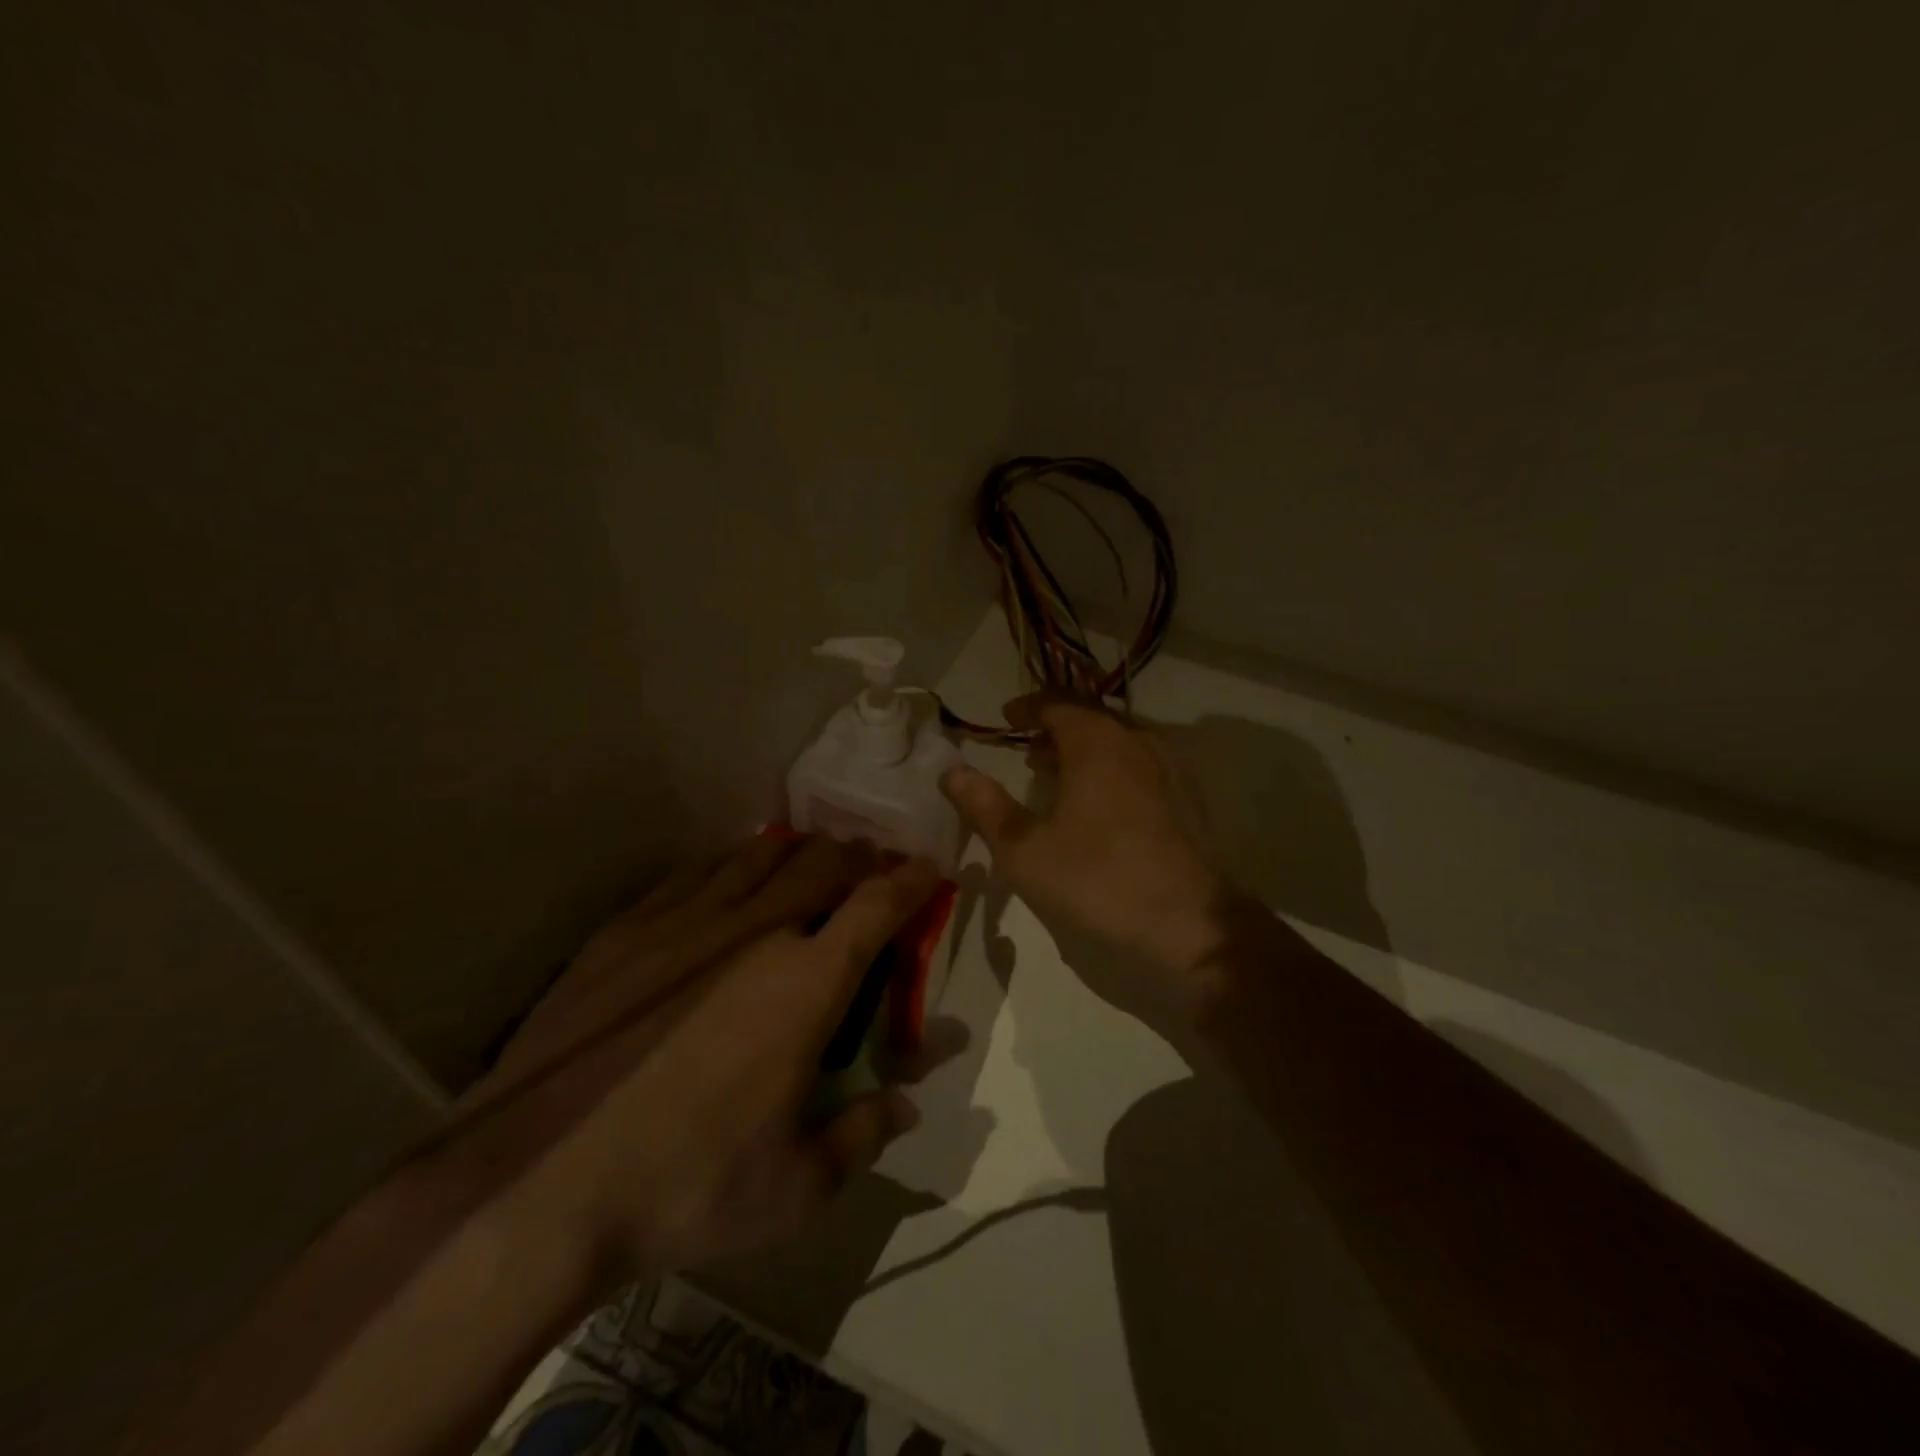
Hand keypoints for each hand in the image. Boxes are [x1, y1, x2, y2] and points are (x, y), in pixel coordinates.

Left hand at [420, 835, 938, 1285]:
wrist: (533, 1185)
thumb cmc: (685, 1187)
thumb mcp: (796, 1188)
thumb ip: (865, 1135)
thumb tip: (907, 1105)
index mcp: (806, 983)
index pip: (877, 907)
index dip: (912, 881)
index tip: (930, 867)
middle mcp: (754, 932)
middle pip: (821, 863)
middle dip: (858, 857)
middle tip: (870, 865)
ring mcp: (684, 923)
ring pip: (758, 858)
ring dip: (797, 853)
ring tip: (809, 859)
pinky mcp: (626, 930)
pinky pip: (694, 874)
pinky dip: (729, 866)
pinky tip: (728, 876)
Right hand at [940, 694, 1239, 1018]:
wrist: (1190, 925)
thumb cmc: (1096, 879)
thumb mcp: (1024, 849)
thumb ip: (984, 806)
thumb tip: (951, 772)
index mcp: (1096, 742)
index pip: (1057, 704)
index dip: (1027, 708)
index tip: (1006, 718)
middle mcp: (1137, 742)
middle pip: (1091, 719)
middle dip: (1056, 729)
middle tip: (1027, 750)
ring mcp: (1170, 770)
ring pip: (1119, 743)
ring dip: (1085, 751)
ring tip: (1058, 777)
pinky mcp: (1189, 801)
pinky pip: (1141, 766)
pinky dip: (1112, 770)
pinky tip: (1102, 807)